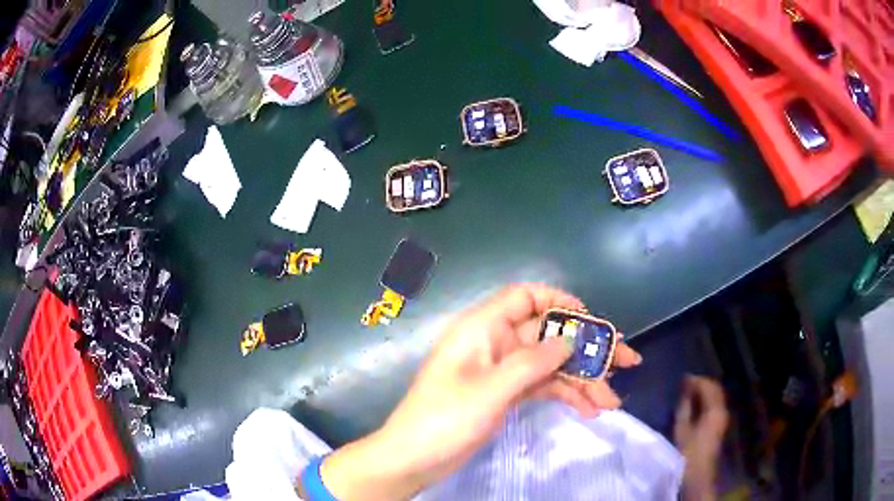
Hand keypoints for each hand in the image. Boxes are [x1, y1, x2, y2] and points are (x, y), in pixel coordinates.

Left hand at [318, 284, 641, 499]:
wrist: (415, 458)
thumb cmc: (445, 419)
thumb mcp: (491, 389)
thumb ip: (533, 362)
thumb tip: (571, 339)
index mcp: (483, 328)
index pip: (526, 297)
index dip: (560, 301)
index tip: (592, 320)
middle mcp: (495, 343)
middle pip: (549, 335)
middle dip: (588, 348)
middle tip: (628, 360)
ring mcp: (502, 370)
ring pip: (551, 364)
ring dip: (582, 379)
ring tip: (613, 401)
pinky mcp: (506, 393)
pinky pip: (543, 386)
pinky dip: (566, 395)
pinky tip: (589, 410)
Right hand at [673, 376, 728, 500]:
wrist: (698, 473)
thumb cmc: (688, 452)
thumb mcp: (682, 429)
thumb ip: (684, 407)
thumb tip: (685, 391)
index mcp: (714, 409)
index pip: (708, 386)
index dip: (696, 380)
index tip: (683, 379)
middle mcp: (722, 409)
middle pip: (715, 389)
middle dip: (702, 384)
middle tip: (686, 384)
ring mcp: (723, 417)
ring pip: (717, 396)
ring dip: (705, 392)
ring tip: (690, 393)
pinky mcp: (721, 424)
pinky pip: (716, 404)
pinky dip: (707, 400)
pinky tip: (697, 404)